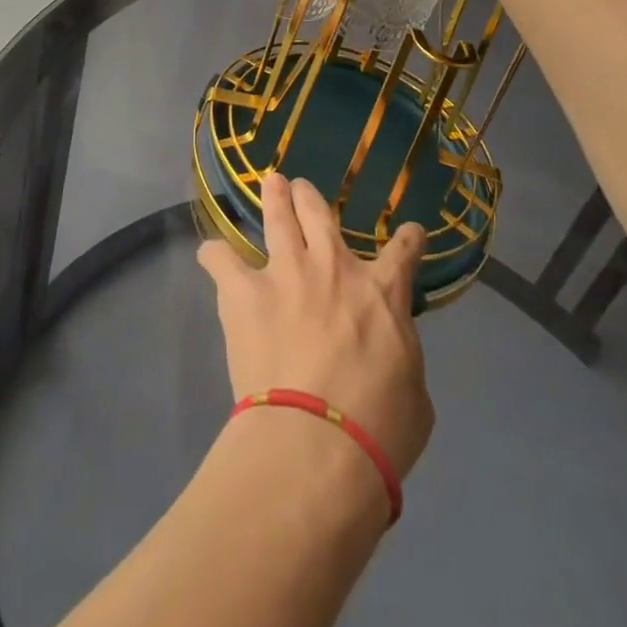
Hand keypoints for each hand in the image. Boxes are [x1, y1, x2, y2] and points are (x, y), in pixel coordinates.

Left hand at [197, 173, 434, 478]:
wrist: (318, 442)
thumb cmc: (380, 429)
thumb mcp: (415, 395)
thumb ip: (403, 357)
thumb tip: (393, 352)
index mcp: (382, 292)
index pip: (402, 251)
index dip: (408, 238)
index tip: (409, 232)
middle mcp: (332, 266)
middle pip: (320, 213)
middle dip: (310, 197)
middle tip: (302, 190)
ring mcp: (285, 272)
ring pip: (277, 216)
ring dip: (273, 197)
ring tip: (270, 184)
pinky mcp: (244, 291)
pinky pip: (221, 259)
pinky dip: (215, 256)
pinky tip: (211, 255)